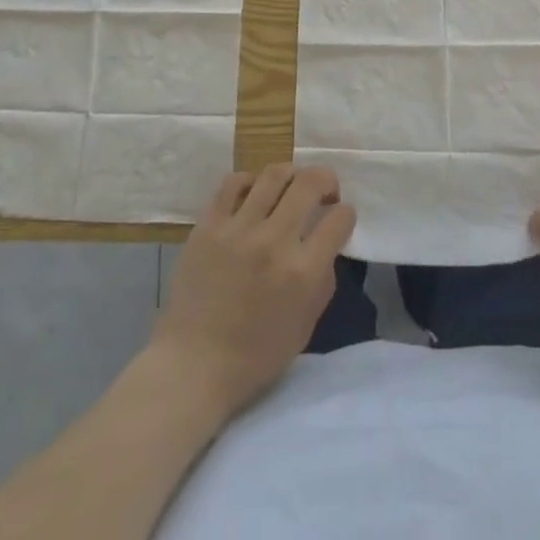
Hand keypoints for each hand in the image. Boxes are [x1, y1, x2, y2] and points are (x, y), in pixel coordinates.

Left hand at [148, 164, 354, 420]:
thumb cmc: (254, 356)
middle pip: (310, 183)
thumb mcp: (305, 325)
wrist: (193, 365)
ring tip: (290, 188)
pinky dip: (250, 182)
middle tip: (324, 192)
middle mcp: (273, 241)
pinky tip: (253, 195)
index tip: (340, 217)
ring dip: (291, 175)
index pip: (339, 220)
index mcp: (302, 272)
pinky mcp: (209, 224)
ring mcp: (238, 229)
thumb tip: (327, 244)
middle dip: (326, 180)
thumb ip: (322, 279)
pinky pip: (233, 183)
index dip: (346, 214)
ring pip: (273, 174)